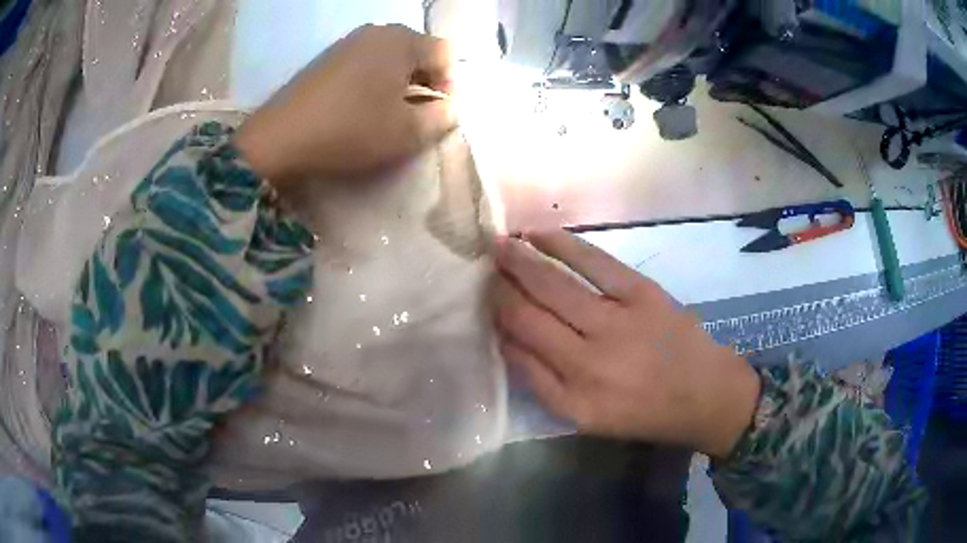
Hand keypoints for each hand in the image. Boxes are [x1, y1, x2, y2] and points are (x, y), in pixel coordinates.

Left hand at [234, 24, 455, 183]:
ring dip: (399, 82)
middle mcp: (377, 31)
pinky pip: (365, 62)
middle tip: (416, 114)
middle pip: (418, 51)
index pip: (446, 53)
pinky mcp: (327, 58)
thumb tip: (450, 107)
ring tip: (388, 112)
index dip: (451, 84)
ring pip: (390, 57)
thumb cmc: (350, 131)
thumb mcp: (407, 132)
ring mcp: (348, 41)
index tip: (439, 114)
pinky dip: (373, 81)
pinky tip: (361, 106)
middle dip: (425, 81)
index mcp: (402, 40)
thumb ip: (442, 117)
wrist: (279, 139)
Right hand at [493, 231, 760, 457]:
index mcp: (573, 396)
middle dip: (499, 287)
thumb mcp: (586, 417)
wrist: (705, 393)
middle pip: (529, 314)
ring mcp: (617, 321)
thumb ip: (543, 383)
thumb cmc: (643, 411)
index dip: (496, 320)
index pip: (519, 350)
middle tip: (481, 266)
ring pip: (554, 285)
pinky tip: (536, 234)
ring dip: (520, 262)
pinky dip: (561, 244)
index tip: (482, 300)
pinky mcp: (642, 293)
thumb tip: (506, 338)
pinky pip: (594, 262)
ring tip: (498, 245)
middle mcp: (589, 360)